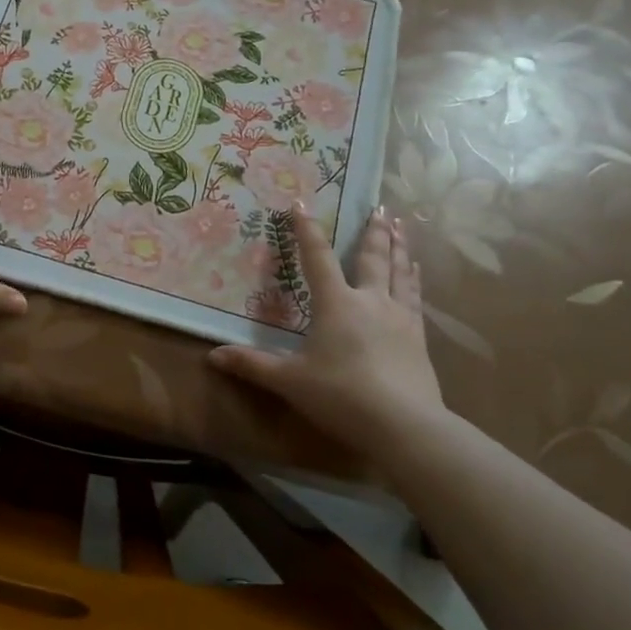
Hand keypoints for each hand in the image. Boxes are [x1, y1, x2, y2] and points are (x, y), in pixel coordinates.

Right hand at [208, 201, 446, 450]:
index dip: (306, 230)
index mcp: (336, 304)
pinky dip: (414, 279)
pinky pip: (415, 298)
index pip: (317, 258)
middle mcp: (370, 301)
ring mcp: (399, 318)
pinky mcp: (418, 338)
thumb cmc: (340, 395)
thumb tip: (212, 356)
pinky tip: (416, 272)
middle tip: (380, 206)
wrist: (404, 426)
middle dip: (373, 231)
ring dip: (399, 246)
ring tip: (402, 225)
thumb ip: (252, 365)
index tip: (301, 203)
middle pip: (372, 257)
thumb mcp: (289, 380)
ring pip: (399, 272)